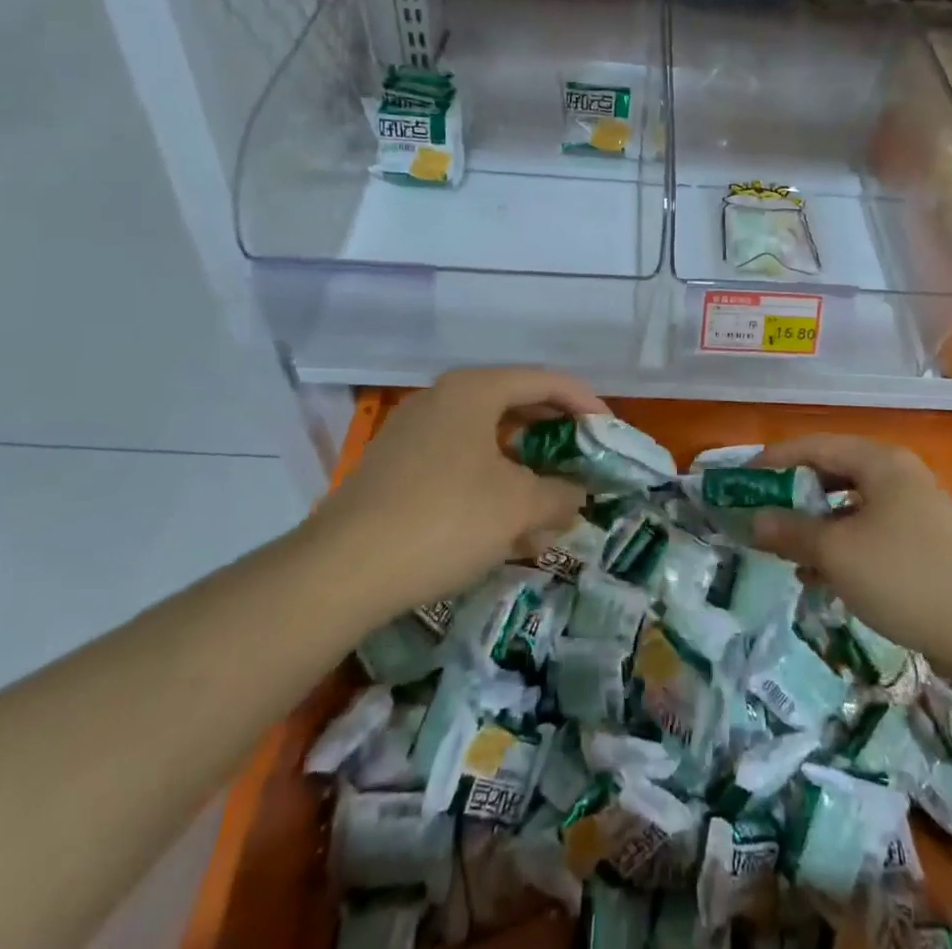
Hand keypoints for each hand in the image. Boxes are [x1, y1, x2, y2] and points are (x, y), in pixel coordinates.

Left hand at [315, 367, 603, 617]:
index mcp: (474, 390)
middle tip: (584, 465)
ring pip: (486, 443)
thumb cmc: (444, 519)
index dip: (585, 403)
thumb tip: (576, 496)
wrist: (341, 571)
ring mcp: (414, 434)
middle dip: (554, 441)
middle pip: (515, 408)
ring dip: (524, 473)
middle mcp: (442, 400)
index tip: (610, 433)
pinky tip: (506, 531)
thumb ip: (560, 494)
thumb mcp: (518, 507)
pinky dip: (491, 488)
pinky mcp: (396, 470)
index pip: (545, 381)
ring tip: (550, 511)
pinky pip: (459, 466)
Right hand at [751, 434, 951, 676]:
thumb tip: (753, 518)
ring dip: (816, 525)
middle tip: (760, 514)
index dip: (773, 460)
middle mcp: (898, 475)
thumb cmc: (906, 577)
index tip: (740, 480)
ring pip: (851, 506)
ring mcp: (916, 509)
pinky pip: (870, 532)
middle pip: (833, 472)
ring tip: (785, 551)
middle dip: (793, 494)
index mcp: (879, 461)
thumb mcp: (837, 553)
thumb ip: (791, 530)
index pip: (814, 445)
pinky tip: (822, 577)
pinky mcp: (925, 544)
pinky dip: (842, 546)